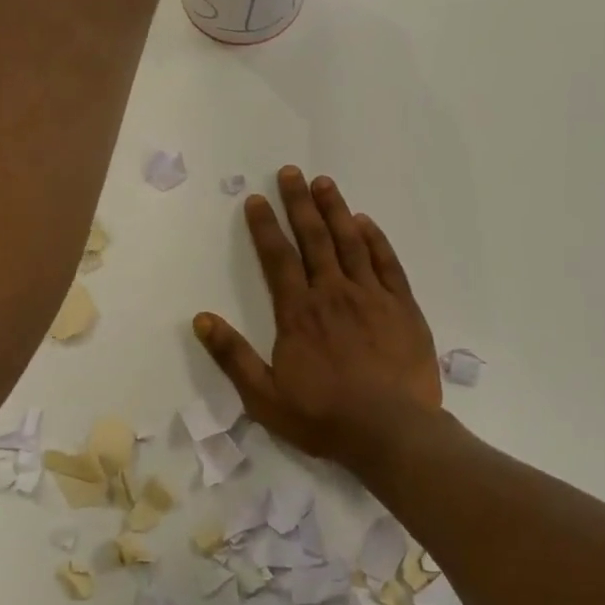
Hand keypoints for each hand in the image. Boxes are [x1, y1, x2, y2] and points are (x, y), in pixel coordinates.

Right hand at [194, 167, 443, 470]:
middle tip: (291, 172)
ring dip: (336, 210)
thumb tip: (201, 319)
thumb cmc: (324, 417)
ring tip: (325, 183)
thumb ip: (232, 356)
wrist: (391, 431)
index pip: (278, 259)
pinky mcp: (403, 307)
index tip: (257, 199)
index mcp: (299, 313)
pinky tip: (366, 222)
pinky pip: (387, 264)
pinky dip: (375, 239)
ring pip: (351, 243)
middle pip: (314, 239)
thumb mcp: (264, 396)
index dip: (265, 227)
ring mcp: (372, 297)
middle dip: (300, 203)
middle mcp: (333, 294)